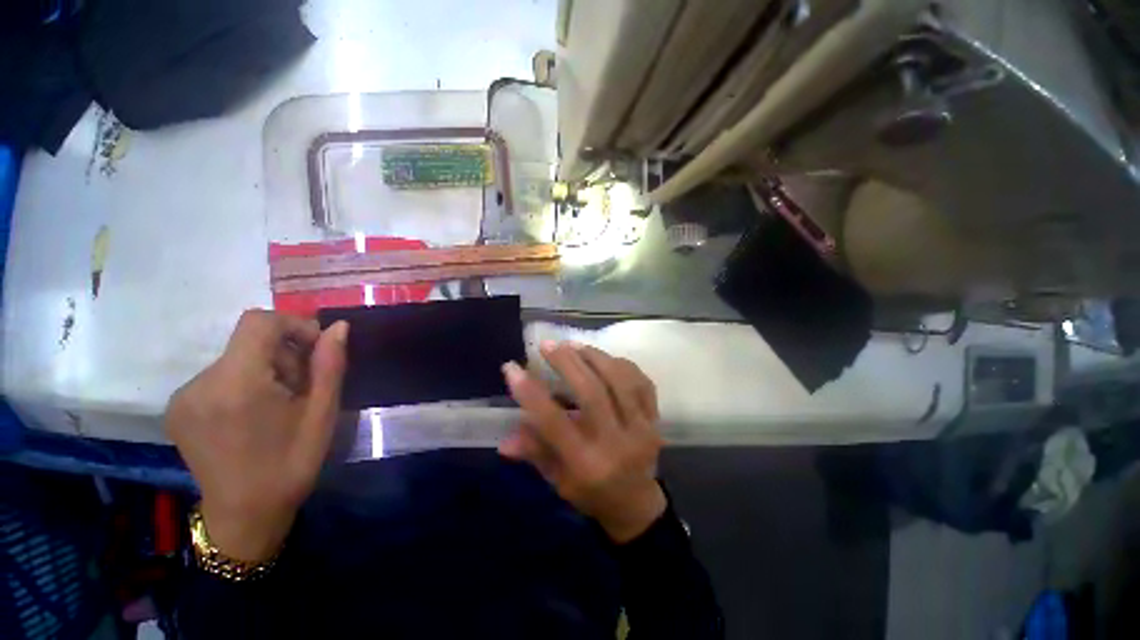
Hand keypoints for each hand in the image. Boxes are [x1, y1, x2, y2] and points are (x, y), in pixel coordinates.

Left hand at [165, 310, 348, 560]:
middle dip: (284, 354)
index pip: (259, 322)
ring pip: (235, 358)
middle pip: (248, 341)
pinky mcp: (177, 408)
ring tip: (280, 404)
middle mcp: (200, 384)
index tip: (315, 350)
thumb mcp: (323, 414)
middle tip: (302, 388)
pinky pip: (218, 375)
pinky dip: (244, 382)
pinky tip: (254, 414)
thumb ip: (330, 365)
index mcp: (236, 385)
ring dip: (265, 369)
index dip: (293, 325)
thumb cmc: (291, 464)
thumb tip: (338, 327)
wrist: (244, 515)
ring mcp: (182, 397)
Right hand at [500, 342, 666, 542]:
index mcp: (586, 464)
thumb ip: (534, 453)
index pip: (554, 423)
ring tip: (574, 344)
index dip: (530, 393)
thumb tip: (504, 439)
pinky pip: (642, 382)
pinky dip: (622, 364)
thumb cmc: (591, 494)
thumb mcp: (557, 480)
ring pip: (619, 381)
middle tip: (549, 345)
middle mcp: (616, 444)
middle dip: (567, 363)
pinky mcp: (656, 420)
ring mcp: (642, 429)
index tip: (512, 368)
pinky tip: (604, 357)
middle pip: (592, 393)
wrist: (637, 505)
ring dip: (595, 357)